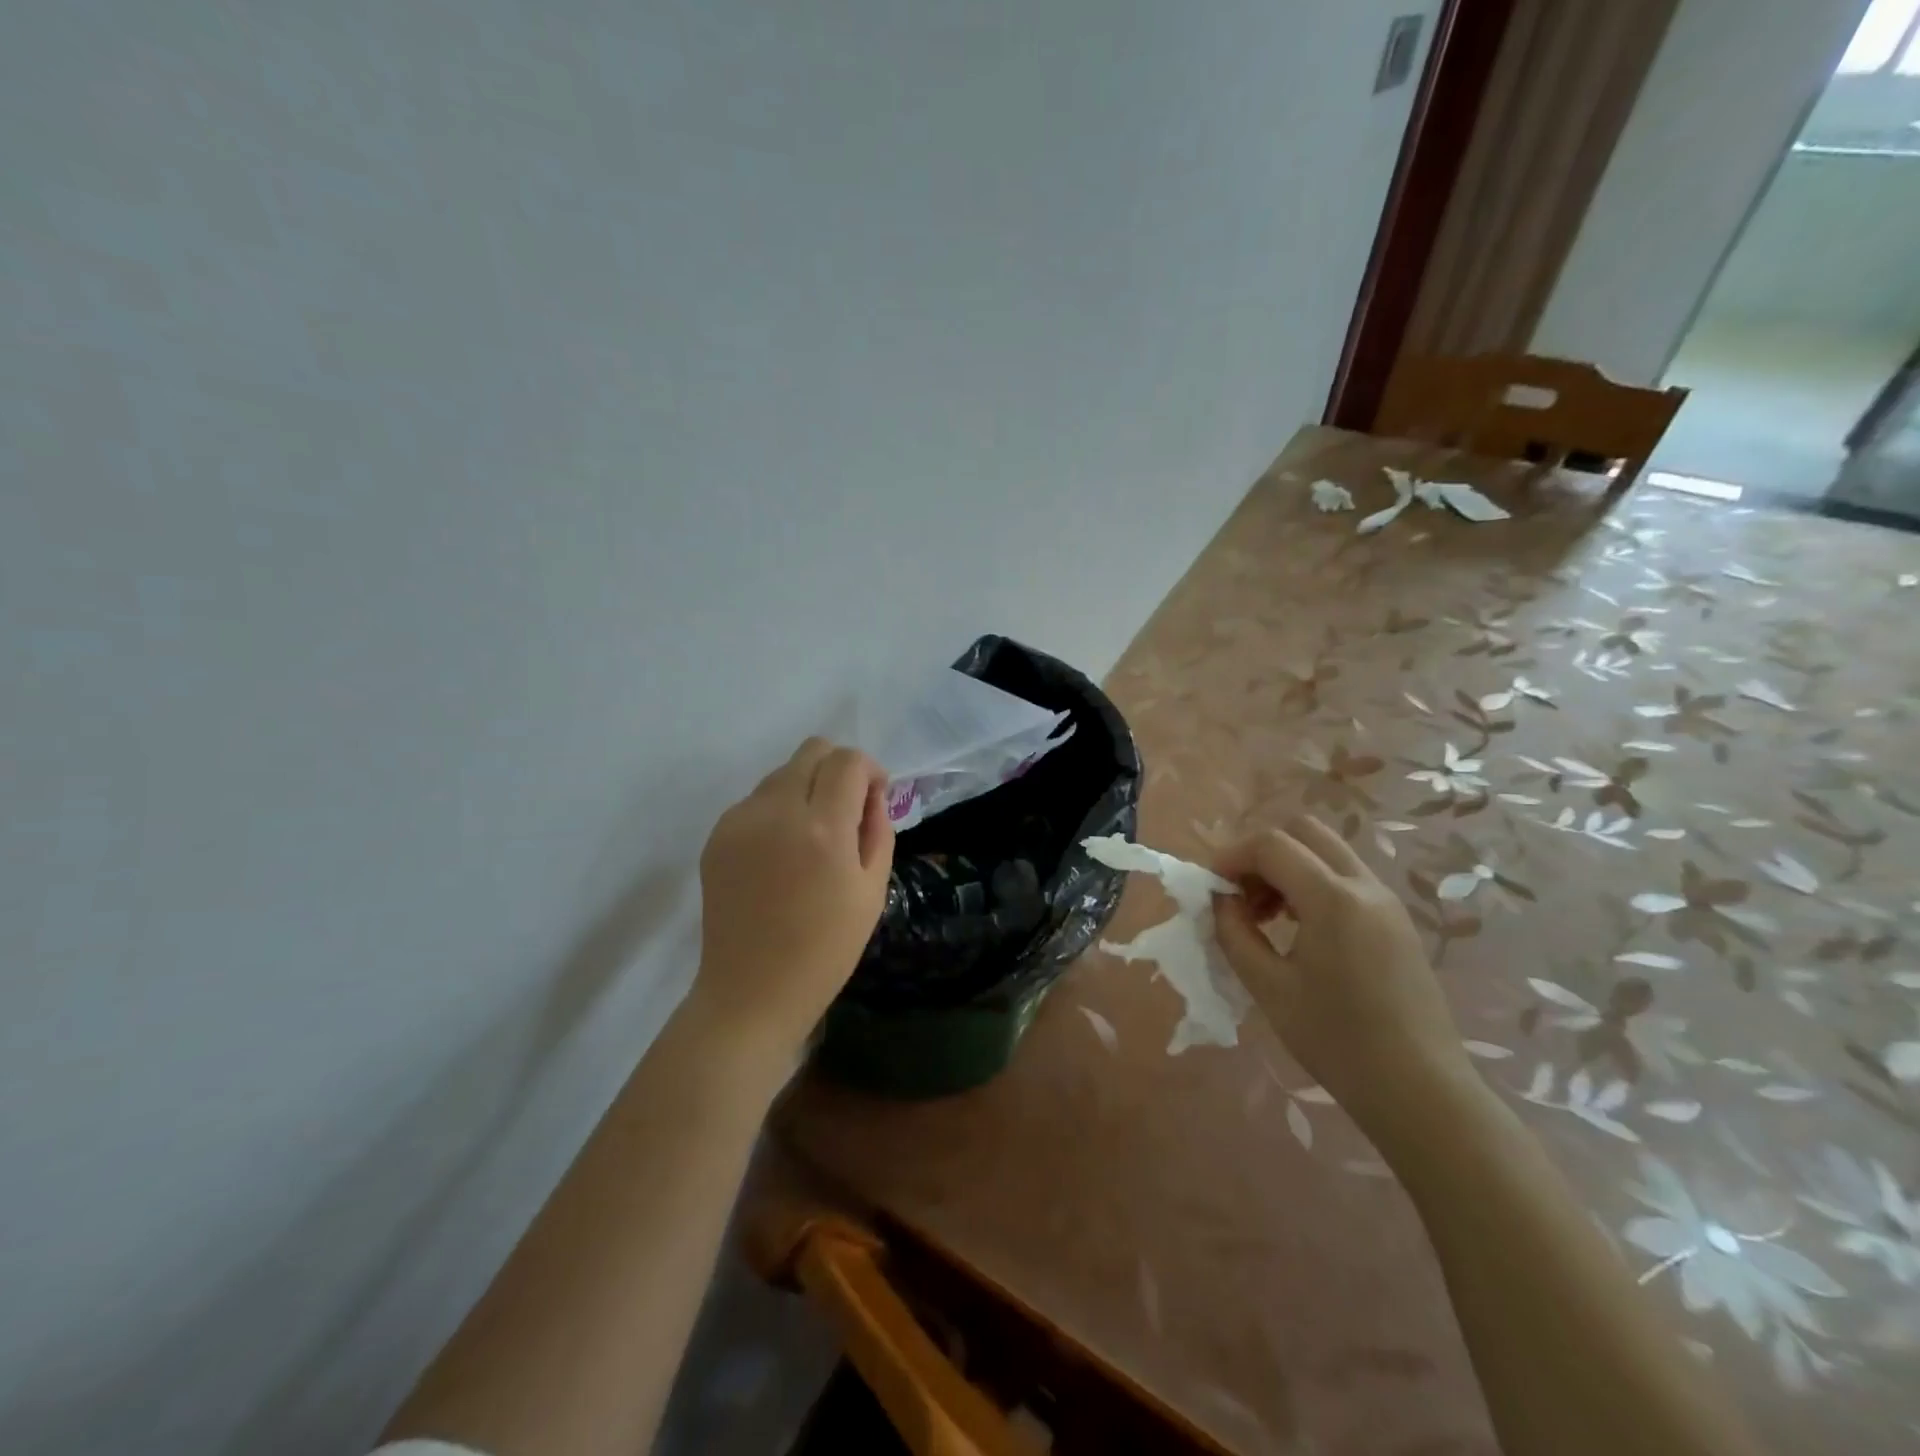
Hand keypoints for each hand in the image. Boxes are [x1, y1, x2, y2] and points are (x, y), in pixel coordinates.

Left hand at [690, 737, 894, 1067]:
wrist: (751, 992)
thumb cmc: (825, 950)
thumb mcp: (872, 890)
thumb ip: (878, 829)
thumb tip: (871, 793)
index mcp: (822, 828)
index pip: (848, 761)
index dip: (870, 770)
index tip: (874, 799)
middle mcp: (776, 811)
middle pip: (812, 750)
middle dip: (838, 769)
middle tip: (846, 811)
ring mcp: (739, 821)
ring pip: (782, 773)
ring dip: (806, 789)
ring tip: (812, 838)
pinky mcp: (716, 836)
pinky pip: (756, 801)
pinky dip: (777, 811)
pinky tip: (781, 855)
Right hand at [1212, 816, 1470, 1130]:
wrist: (1420, 1091)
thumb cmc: (1337, 1041)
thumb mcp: (1269, 988)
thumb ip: (1235, 933)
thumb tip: (1221, 900)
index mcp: (1333, 899)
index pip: (1271, 845)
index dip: (1231, 856)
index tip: (1211, 888)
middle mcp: (1364, 886)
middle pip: (1304, 831)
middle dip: (1262, 852)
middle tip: (1241, 894)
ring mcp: (1386, 902)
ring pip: (1326, 852)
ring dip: (1287, 867)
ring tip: (1265, 917)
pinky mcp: (1396, 921)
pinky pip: (1345, 878)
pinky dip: (1312, 884)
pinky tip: (1298, 929)